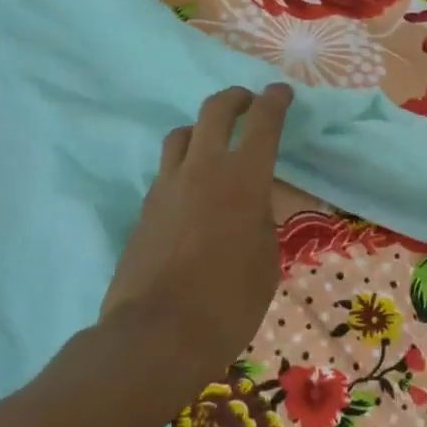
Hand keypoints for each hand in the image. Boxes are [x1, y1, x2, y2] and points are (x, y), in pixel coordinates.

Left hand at [100, 84, 292, 384]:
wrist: (157, 334)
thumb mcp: (266, 263)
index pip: (262, 122)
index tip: (281, 92)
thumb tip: (254, 208)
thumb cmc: (229, 302)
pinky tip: (193, 190)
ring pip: (181, 135)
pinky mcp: (144, 209)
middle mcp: (202, 170)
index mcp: (243, 178)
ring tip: (215, 144)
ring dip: (202, 129)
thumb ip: (263, 224)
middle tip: (248, 103)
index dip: (274, 101)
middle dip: (236, 99)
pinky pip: (167, 171)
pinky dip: (184, 166)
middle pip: (214, 110)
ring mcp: (166, 187)